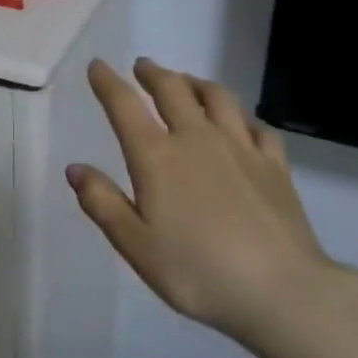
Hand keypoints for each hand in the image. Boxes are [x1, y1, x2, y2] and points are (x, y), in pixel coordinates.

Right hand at [68, 58, 335, 355]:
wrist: (282, 291)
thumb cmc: (198, 272)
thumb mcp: (136, 246)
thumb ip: (102, 203)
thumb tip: (75, 168)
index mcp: (157, 156)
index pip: (124, 106)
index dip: (107, 82)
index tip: (98, 65)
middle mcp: (196, 138)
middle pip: (172, 90)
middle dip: (153, 73)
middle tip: (142, 66)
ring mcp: (240, 147)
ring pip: (216, 97)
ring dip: (196, 83)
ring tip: (186, 82)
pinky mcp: (274, 165)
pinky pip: (256, 126)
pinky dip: (241, 116)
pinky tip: (239, 123)